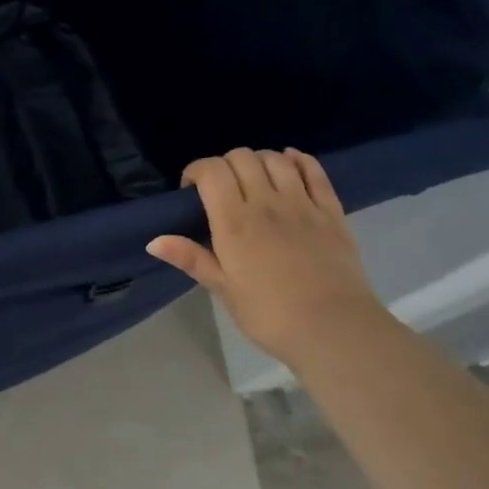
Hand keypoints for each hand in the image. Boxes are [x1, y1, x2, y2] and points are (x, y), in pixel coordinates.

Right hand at [147, 148, 386, 366]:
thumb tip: (153, 241)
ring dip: (258, 161)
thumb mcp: (224, 290)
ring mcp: (302, 204)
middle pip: (241, 158)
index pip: (211, 171)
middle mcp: (267, 203)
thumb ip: (191, 258)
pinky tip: (289, 163)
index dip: (196, 171)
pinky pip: (314, 171)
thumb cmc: (270, 315)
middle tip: (221, 189)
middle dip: (224, 165)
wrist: (335, 330)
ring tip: (253, 180)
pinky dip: (298, 160)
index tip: (191, 190)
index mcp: (234, 222)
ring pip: (275, 159)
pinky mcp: (332, 211)